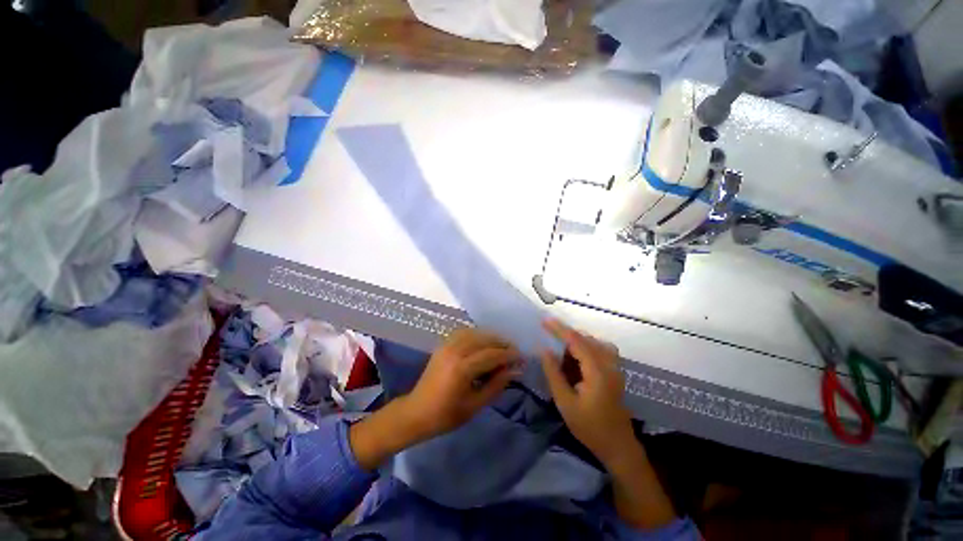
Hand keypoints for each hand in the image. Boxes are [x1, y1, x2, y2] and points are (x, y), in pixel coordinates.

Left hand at [403, 328, 520, 438]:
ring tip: (501, 346)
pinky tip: (484, 342)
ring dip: (491, 337)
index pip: (492, 355)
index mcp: (462, 369)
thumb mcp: (475, 405)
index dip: (509, 355)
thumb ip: (496, 385)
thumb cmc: (446, 415)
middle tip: (514, 352)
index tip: (521, 358)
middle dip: (502, 343)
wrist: (416, 412)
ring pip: (475, 333)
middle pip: (484, 339)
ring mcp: (447, 345)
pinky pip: (464, 332)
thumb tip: (515, 371)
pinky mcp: (443, 344)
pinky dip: (477, 334)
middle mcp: (455, 351)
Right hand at [540, 319, 676, 528]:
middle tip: (549, 338)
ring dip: (577, 341)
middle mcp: (609, 364)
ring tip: (561, 350)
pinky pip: (601, 349)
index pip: (576, 341)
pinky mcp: (616, 371)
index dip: (559, 329)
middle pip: (586, 338)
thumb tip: (544, 349)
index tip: (544, 321)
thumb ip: (554, 373)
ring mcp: (615, 367)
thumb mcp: (565, 402)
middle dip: (566, 334)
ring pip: (594, 342)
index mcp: (596, 371)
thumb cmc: (589, 427)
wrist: (618, 446)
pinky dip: (587, 347)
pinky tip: (577, 358)